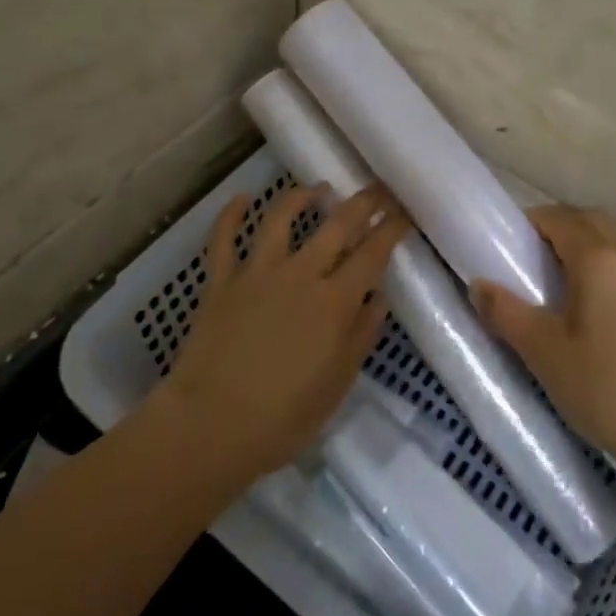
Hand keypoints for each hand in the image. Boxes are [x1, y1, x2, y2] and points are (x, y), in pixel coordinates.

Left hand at [158, 182, 411, 481]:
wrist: (210, 426)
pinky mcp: (220, 281)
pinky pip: (223, 239)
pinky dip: (230, 215)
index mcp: (334, 302)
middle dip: (362, 202)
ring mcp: (257, 273)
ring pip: (280, 218)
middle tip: (377, 189)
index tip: (404, 213)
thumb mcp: (337, 384)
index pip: (372, 254)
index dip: (391, 229)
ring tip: (318, 189)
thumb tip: (378, 298)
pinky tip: (241, 198)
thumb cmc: (283, 417)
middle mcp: (300, 275)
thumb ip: (360, 336)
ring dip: (302, 196)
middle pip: (336, 225)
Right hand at [470, 205, 615, 481]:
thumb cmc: (603, 388)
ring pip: (615, 242)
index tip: (509, 242)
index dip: (532, 222)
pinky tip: (596, 308)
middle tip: (532, 256)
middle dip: (560, 226)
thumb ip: (507, 313)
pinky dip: (608, 268)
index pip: (560, 219)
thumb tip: (478, 285)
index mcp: (599, 261)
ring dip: (586, 245)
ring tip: (561, 282)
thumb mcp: (544, 353)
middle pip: (591, 221)